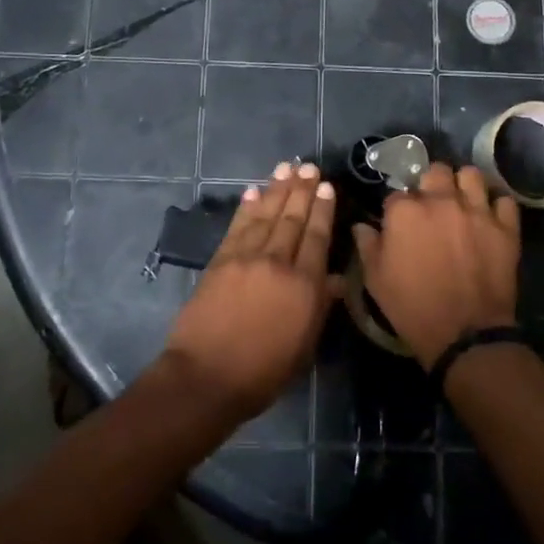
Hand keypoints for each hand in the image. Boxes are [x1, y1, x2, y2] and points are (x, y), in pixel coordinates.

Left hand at [161, 163, 340, 425]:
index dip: (323, 210)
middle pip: (293, 219)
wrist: (207, 377)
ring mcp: (246, 258)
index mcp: (304, 286)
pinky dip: (247, 207)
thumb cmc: (263, 372)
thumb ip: (320, 308)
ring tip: (287, 168)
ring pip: (266, 215)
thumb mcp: (304, 347)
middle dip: (302, 190)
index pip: (317, 237)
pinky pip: (238, 227)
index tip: (327, 187)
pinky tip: (254, 192)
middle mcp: (277, 263)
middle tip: (309, 167)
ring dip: (277, 189)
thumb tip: (336, 279)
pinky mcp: (220, 261)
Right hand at [353, 163, 520, 368]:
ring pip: (471, 175)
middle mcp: (441, 201)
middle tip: (432, 204)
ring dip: (464, 184)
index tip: (399, 223)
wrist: (464, 333)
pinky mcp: (505, 227)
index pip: (397, 193)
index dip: (397, 208)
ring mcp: (476, 211)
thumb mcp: (376, 279)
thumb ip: (367, 245)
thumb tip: (361, 226)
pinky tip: (490, 217)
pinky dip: (496, 206)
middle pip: (435, 172)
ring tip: (462, 200)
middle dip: (431, 184)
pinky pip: (504, 200)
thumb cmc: (412, 306)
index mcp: (405, 211)